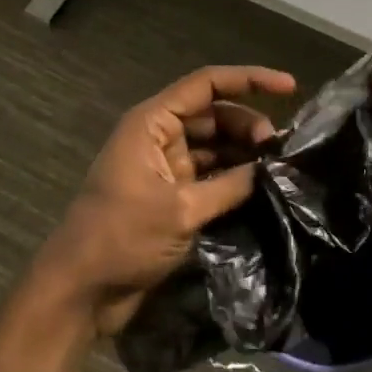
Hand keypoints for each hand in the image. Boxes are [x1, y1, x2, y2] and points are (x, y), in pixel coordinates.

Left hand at [39, 65, 296, 334]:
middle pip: (214, 115)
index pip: (207, 85)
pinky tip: (261, 188)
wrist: (80, 291)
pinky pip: (210, 175)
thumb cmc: (121, 238)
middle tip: (280, 150)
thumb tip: (273, 170)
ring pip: (215, 145)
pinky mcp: (171, 196)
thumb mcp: (181, 210)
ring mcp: (166, 167)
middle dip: (249, 125)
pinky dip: (234, 178)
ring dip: (244, 152)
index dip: (249, 79)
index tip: (290, 87)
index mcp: (153, 123)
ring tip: (278, 168)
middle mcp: (159, 137)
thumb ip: (230, 185)